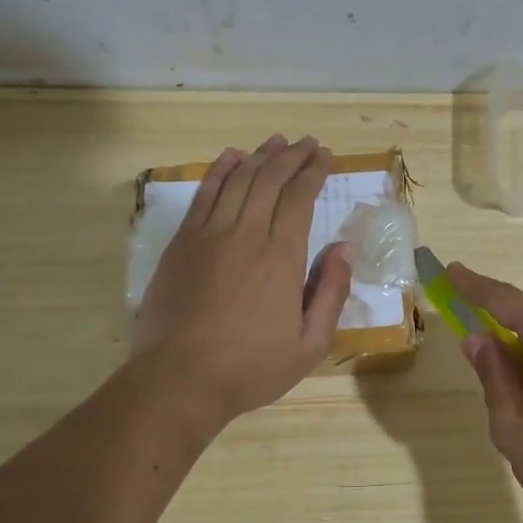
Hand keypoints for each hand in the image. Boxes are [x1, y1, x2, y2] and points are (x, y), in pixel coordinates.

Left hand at [132, 135, 352, 427]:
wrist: (178, 380)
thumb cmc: (250, 368)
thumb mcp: (309, 344)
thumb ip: (331, 292)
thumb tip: (344, 247)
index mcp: (282, 257)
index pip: (300, 198)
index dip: (314, 172)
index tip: (326, 156)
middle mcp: (246, 234)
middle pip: (270, 179)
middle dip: (292, 156)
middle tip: (308, 143)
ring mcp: (209, 235)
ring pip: (238, 180)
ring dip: (259, 156)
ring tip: (276, 142)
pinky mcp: (182, 243)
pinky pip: (204, 194)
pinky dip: (220, 170)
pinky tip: (232, 157)